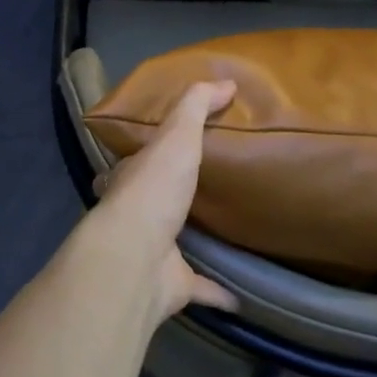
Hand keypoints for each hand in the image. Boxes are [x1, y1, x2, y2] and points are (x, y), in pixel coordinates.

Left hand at [85, 80, 237, 327]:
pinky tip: (242, 295)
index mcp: (134, 178)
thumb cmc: (153, 190)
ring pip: (175, 244)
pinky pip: (201, 288)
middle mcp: (139, 215)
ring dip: (194, 240)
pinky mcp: (172, 285)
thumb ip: (196, 106)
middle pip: (156, 202)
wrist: (135, 256)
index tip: (176, 147)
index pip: (141, 160)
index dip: (155, 151)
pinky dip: (219, 291)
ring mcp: (154, 252)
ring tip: (226, 232)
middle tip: (207, 189)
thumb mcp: (176, 135)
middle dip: (173, 196)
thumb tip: (226, 81)